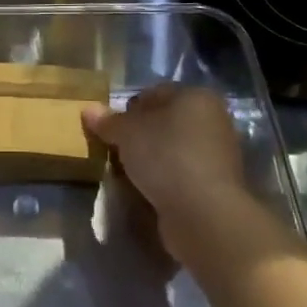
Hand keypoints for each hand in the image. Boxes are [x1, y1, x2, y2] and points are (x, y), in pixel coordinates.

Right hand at [82, 84, 288, 270]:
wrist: (204, 213)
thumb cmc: (165, 157)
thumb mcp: (127, 133)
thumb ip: (108, 121)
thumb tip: (89, 110)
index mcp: (196, 96)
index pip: (154, 94)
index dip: (127, 109)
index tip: (110, 128)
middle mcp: (212, 120)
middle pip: (164, 122)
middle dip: (139, 135)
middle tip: (115, 149)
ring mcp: (217, 154)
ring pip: (172, 149)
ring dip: (150, 158)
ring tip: (127, 172)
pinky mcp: (216, 184)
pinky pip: (180, 173)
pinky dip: (164, 178)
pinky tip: (147, 189)